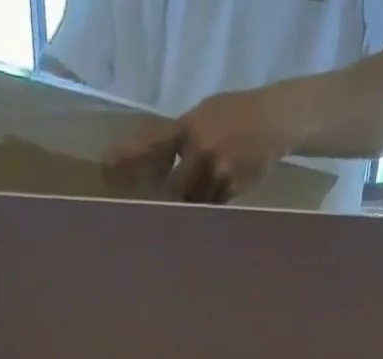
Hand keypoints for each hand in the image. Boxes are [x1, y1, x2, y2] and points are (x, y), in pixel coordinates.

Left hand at [107, 86, 301, 202]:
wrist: (274, 121)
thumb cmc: (236, 116)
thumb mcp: (206, 115)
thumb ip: (185, 138)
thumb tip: (162, 164)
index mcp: (189, 127)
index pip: (154, 144)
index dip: (130, 157)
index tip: (108, 168)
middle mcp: (200, 150)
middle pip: (174, 188)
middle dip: (166, 203)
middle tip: (155, 217)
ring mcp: (217, 171)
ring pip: (194, 202)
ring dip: (190, 209)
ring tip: (187, 220)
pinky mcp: (232, 188)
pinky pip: (213, 206)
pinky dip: (210, 209)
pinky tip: (212, 209)